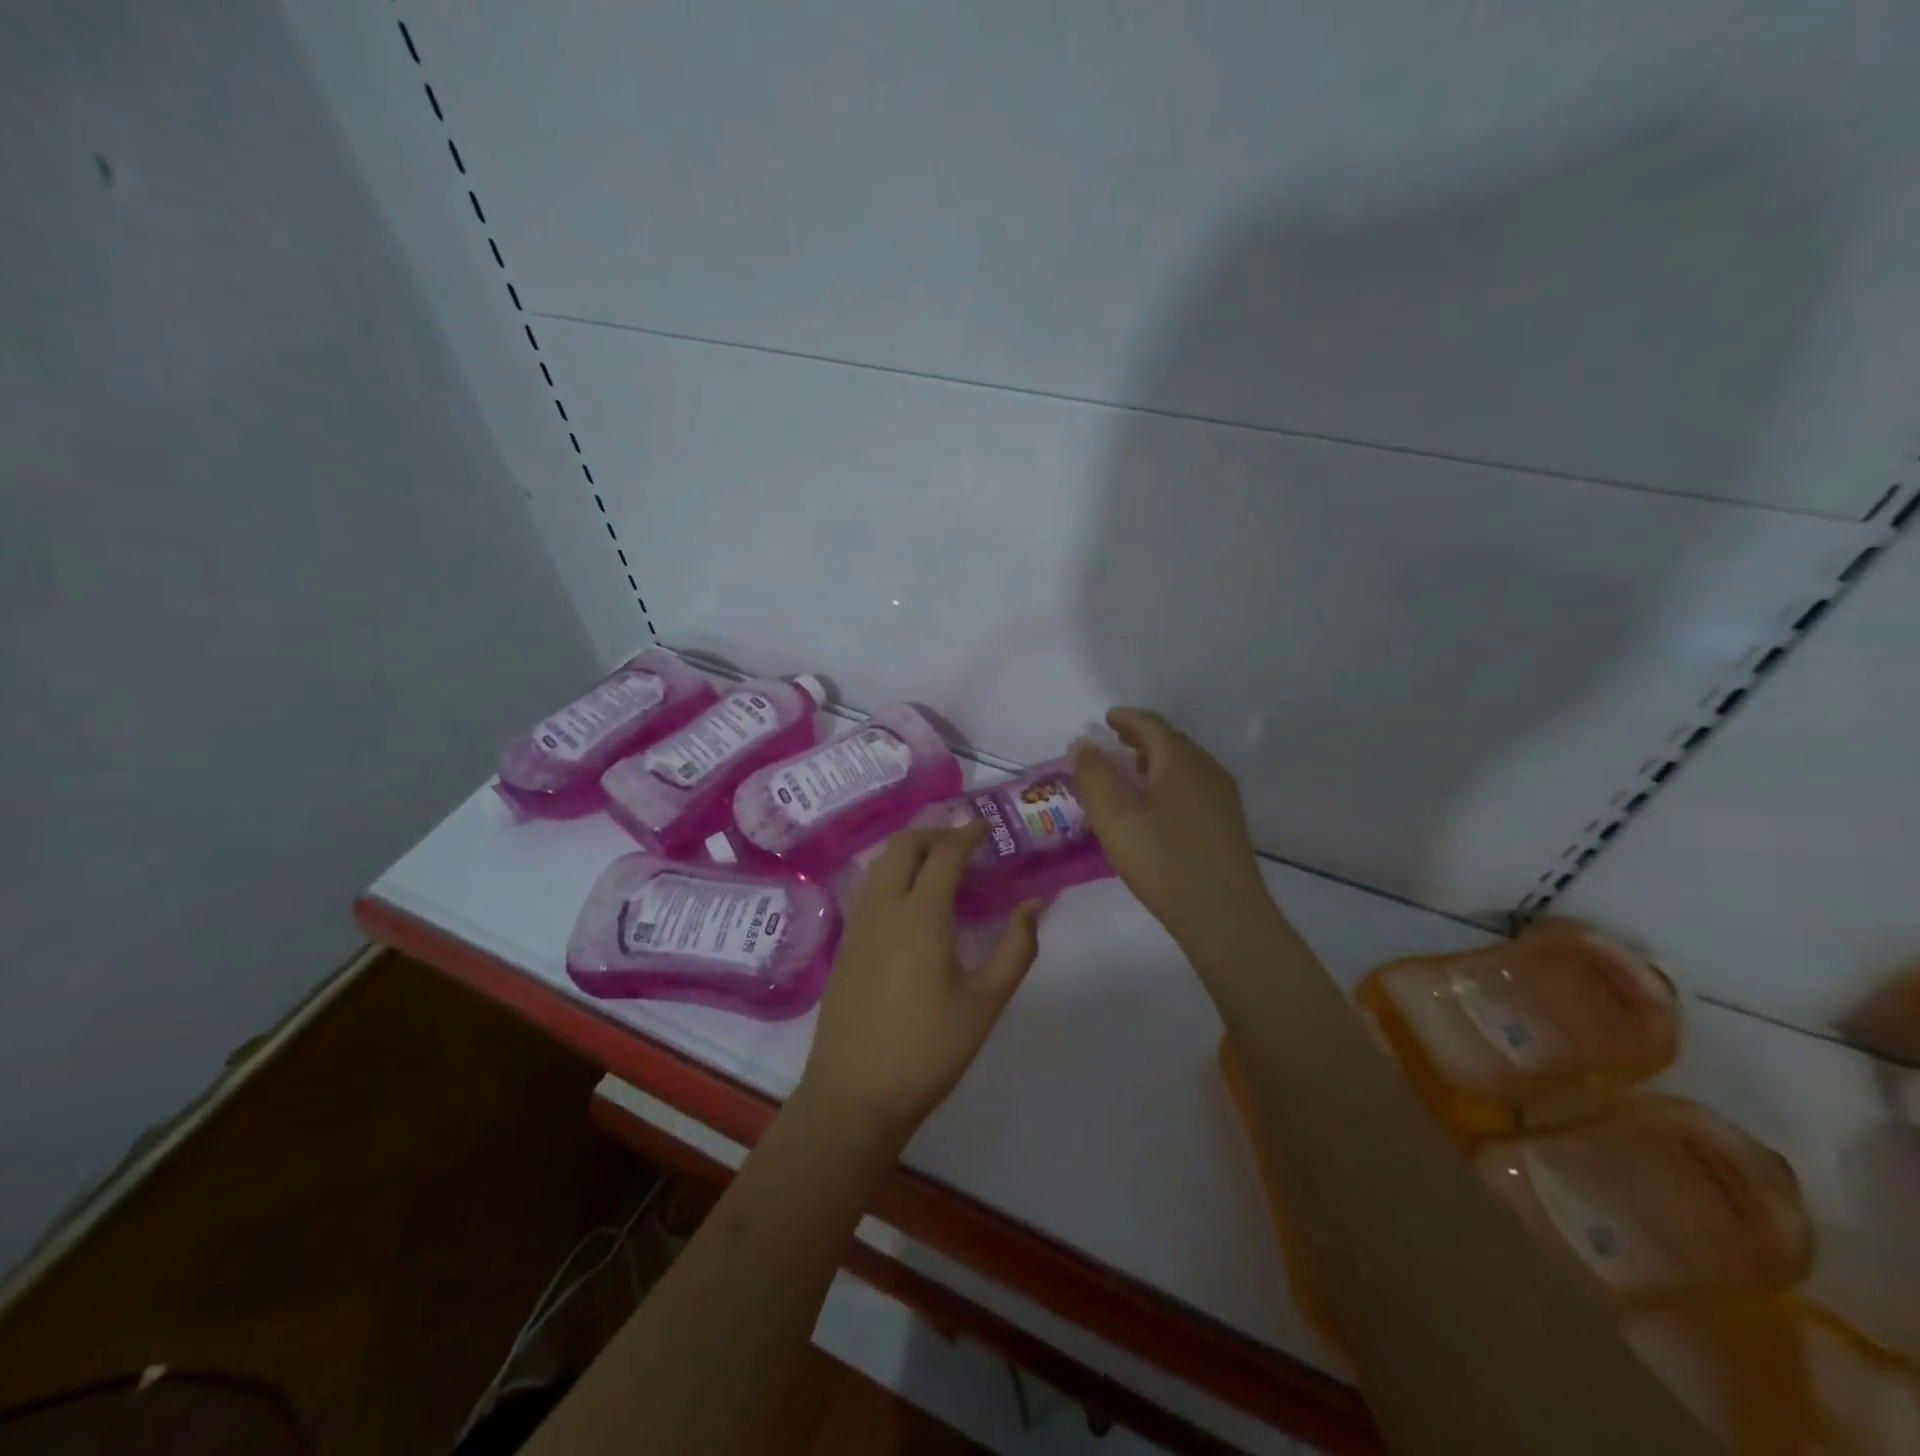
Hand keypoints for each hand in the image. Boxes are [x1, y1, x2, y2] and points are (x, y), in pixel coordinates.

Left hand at [795, 823, 1039, 1150]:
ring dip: (910, 851)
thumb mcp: (985, 1002)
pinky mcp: (845, 944)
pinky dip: (893, 874)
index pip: (945, 853)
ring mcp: (858, 924)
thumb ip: (1016, 947)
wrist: (854, 1093)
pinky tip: (912, 903)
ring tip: (941, 868)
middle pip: (904, 845)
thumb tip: (1034, 904)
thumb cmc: (928, 1049)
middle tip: (965, 844)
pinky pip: (870, 888)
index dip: (967, 834)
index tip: (986, 826)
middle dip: (935, 833)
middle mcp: (884, 906)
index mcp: (921, 914)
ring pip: (881, 863)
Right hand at [1072, 708, 1279, 957]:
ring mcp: (1222, 797)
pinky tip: (1157, 803)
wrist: (1226, 917)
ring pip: (1186, 763)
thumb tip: (1082, 745)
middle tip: (1115, 740)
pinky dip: (1170, 779)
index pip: (1152, 725)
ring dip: (1157, 758)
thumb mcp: (1115, 819)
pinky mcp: (1228, 822)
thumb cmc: (1164, 863)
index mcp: (1180, 761)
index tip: (1106, 719)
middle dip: (1142, 736)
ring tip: (1132, 768)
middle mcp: (1207, 770)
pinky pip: (1194, 784)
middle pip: (1172, 741)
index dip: (1126, 719)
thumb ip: (1094, 777)